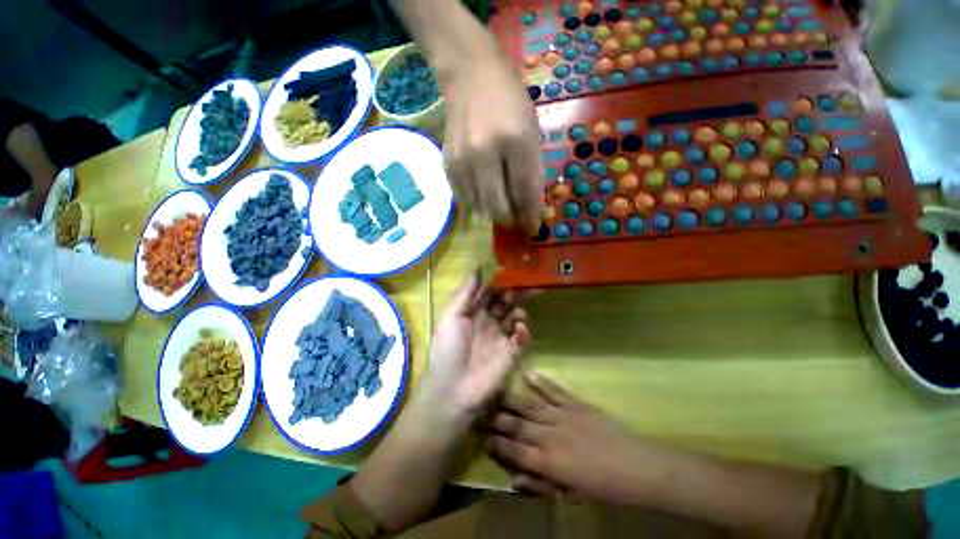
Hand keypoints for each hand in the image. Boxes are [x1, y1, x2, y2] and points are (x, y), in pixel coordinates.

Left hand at [418, 272, 532, 422]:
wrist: (451, 390)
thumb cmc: (447, 349)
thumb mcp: (451, 317)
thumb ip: (465, 294)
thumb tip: (478, 269)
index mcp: (473, 313)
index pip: (490, 293)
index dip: (500, 283)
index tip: (512, 271)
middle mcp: (489, 322)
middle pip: (506, 303)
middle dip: (516, 294)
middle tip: (527, 286)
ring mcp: (500, 338)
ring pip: (515, 319)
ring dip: (519, 312)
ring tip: (517, 314)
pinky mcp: (510, 355)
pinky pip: (521, 339)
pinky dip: (524, 332)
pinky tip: (520, 329)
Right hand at [441, 46, 541, 233]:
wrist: (470, 77)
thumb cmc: (509, 101)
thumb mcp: (532, 131)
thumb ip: (531, 170)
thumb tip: (527, 207)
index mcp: (515, 141)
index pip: (524, 192)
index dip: (529, 216)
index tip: (532, 229)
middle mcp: (485, 153)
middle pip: (498, 208)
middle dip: (510, 221)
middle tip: (516, 222)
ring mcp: (463, 161)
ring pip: (480, 209)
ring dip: (494, 215)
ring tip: (502, 208)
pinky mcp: (448, 165)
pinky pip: (465, 199)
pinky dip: (478, 204)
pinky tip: (485, 194)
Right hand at [488, 372, 668, 503]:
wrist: (638, 467)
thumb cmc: (604, 487)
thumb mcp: (571, 493)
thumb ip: (541, 484)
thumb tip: (514, 478)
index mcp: (549, 462)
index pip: (514, 450)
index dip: (496, 443)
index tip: (483, 436)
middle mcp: (550, 436)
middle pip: (517, 425)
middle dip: (497, 418)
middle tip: (482, 410)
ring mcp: (563, 416)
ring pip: (530, 405)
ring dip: (512, 399)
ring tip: (496, 391)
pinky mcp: (576, 404)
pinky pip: (554, 391)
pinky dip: (541, 382)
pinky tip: (529, 374)